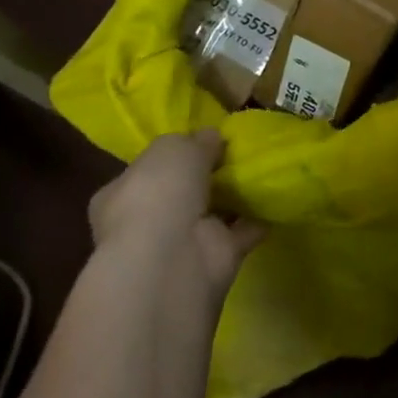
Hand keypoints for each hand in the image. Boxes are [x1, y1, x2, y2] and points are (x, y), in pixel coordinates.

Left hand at [88, 130, 264, 300]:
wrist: (173, 256)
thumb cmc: (158, 193)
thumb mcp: (173, 147)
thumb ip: (194, 140)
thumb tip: (212, 138)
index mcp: (120, 194)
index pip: (145, 171)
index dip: (173, 155)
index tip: (203, 140)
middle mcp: (146, 222)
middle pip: (181, 193)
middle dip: (206, 177)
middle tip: (237, 153)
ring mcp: (182, 243)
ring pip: (212, 213)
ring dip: (235, 196)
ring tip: (264, 168)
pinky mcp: (215, 258)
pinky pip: (241, 232)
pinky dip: (258, 217)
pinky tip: (276, 196)